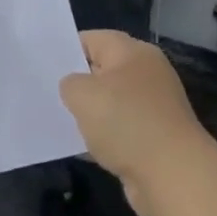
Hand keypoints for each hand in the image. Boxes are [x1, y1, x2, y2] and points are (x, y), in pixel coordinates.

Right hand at [60, 31, 215, 215]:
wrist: (174, 176)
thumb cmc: (126, 123)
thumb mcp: (82, 94)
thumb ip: (69, 84)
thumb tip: (75, 88)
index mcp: (133, 52)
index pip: (91, 39)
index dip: (65, 50)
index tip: (43, 67)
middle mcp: (147, 73)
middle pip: (102, 70)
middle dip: (77, 83)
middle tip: (47, 94)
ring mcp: (154, 107)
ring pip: (111, 103)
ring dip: (91, 114)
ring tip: (61, 121)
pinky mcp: (156, 138)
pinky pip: (121, 130)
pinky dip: (105, 138)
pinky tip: (84, 148)